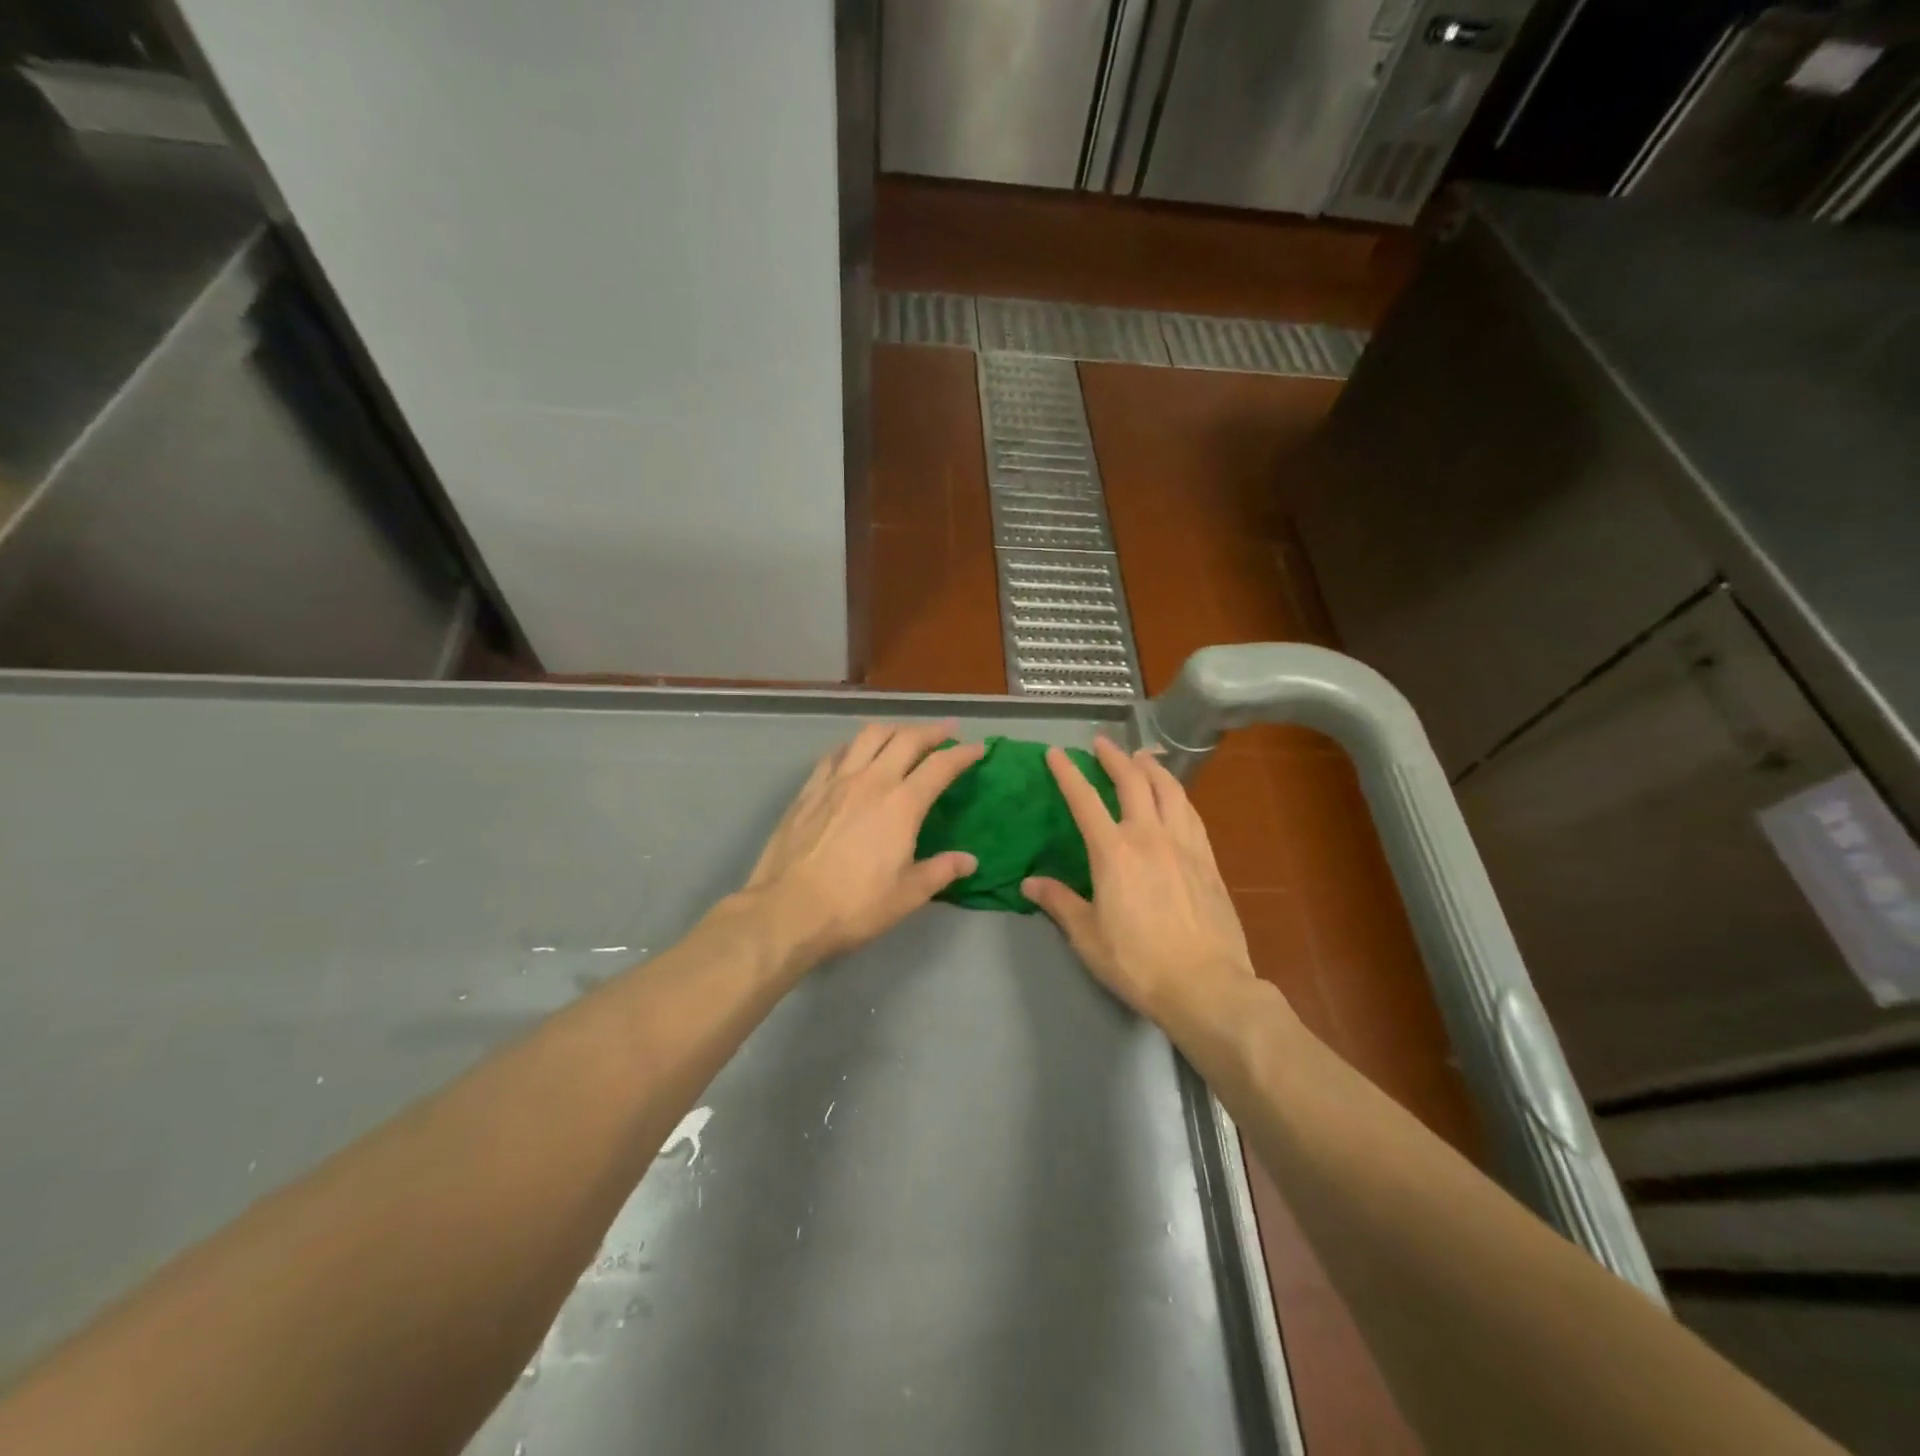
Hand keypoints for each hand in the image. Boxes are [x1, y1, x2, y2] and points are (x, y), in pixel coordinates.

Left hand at [739, 721, 984, 965]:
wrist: (787, 911)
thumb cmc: (854, 906)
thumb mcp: (907, 895)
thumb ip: (941, 871)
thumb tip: (969, 860)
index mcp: (902, 805)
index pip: (941, 766)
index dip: (963, 753)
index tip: (978, 749)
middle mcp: (872, 781)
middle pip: (906, 739)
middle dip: (931, 730)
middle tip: (947, 730)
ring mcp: (836, 781)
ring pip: (869, 735)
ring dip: (893, 729)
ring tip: (903, 735)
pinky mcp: (809, 790)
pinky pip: (835, 754)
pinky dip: (853, 746)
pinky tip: (855, 753)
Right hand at [1023, 738, 1254, 1025]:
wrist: (1206, 984)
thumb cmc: (1138, 963)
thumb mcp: (1087, 937)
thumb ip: (1059, 903)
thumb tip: (1029, 883)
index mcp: (1114, 852)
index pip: (1085, 801)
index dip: (1068, 774)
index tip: (1056, 753)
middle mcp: (1149, 836)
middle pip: (1133, 782)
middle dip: (1115, 757)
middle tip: (1103, 743)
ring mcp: (1184, 845)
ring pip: (1169, 790)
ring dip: (1152, 768)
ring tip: (1142, 757)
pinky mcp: (1208, 860)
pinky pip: (1191, 813)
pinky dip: (1178, 794)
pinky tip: (1175, 796)